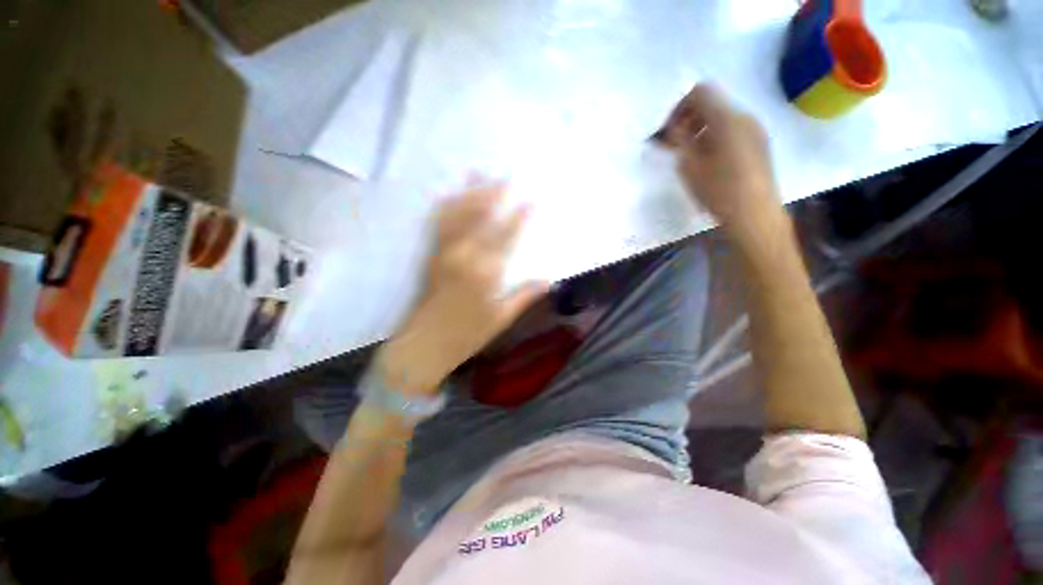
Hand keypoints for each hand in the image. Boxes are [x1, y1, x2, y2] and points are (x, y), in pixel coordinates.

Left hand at [376, 179, 548, 395]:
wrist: (423, 345)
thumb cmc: (466, 335)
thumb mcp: (500, 319)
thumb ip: (524, 296)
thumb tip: (549, 280)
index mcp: (484, 273)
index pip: (505, 238)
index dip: (519, 218)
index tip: (530, 200)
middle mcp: (462, 256)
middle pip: (480, 218)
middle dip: (493, 194)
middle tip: (504, 173)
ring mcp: (443, 253)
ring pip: (457, 216)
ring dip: (469, 193)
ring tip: (477, 172)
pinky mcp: (430, 256)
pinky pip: (437, 226)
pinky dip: (444, 207)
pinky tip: (448, 195)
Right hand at [660, 84, 784, 238]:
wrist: (754, 215)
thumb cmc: (718, 190)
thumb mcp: (689, 166)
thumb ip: (679, 141)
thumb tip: (673, 128)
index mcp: (727, 119)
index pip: (701, 92)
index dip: (679, 107)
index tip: (668, 130)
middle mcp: (744, 117)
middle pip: (712, 104)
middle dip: (689, 119)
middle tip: (673, 144)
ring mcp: (755, 131)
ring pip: (723, 119)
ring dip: (701, 130)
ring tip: (688, 155)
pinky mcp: (759, 145)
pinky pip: (733, 131)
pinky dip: (715, 138)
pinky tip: (707, 161)